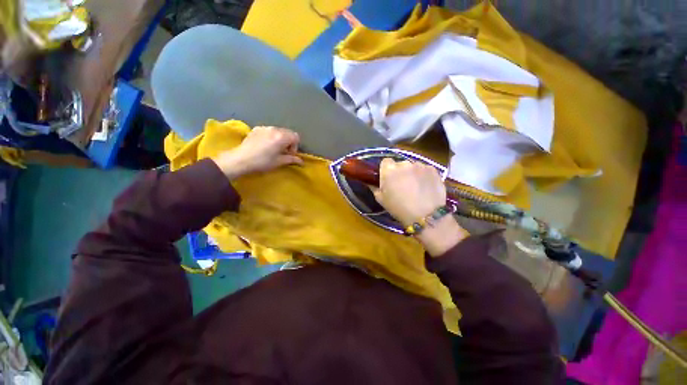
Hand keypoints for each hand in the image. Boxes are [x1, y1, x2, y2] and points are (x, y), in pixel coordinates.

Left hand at [214, 126, 302, 178]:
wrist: (241, 159)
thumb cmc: (262, 162)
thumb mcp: (279, 162)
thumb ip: (292, 159)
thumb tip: (302, 162)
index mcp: (282, 137)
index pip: (296, 137)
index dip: (295, 146)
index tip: (289, 154)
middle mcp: (274, 129)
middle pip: (288, 132)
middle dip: (288, 142)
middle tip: (283, 152)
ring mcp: (264, 127)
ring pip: (278, 131)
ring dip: (280, 139)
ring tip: (274, 148)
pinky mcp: (256, 129)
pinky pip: (269, 130)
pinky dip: (271, 136)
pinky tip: (265, 145)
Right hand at [373, 158, 467, 255]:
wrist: (425, 216)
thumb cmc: (399, 208)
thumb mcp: (381, 200)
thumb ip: (374, 187)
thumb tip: (370, 182)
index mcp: (389, 170)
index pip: (385, 161)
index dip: (386, 169)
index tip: (388, 178)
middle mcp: (404, 164)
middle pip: (400, 164)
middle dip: (400, 172)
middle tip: (402, 184)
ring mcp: (420, 165)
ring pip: (413, 166)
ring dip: (412, 173)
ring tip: (416, 187)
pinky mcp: (433, 169)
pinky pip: (425, 169)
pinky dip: (424, 176)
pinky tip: (426, 187)